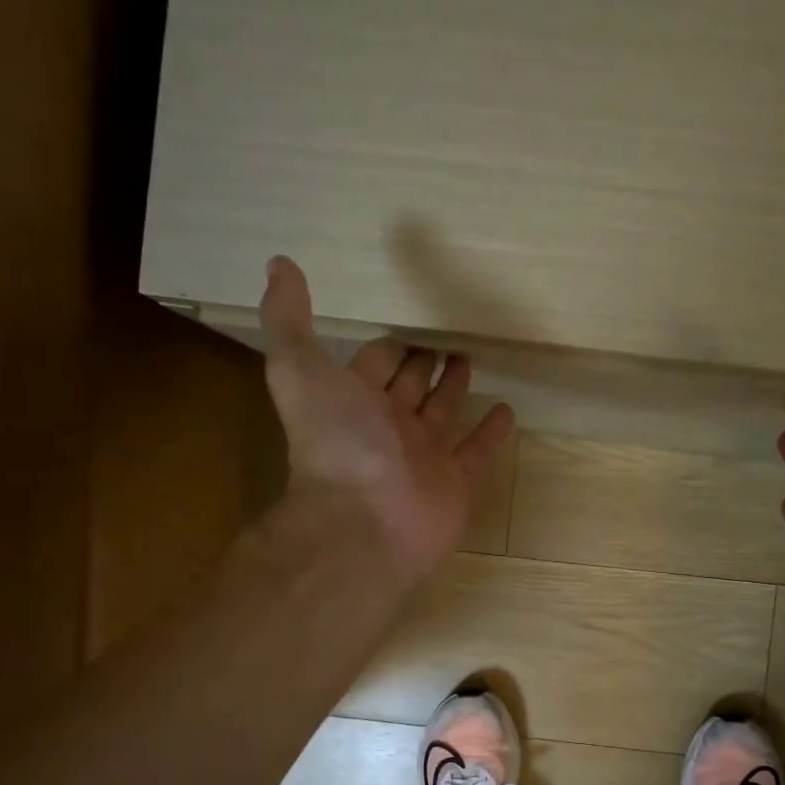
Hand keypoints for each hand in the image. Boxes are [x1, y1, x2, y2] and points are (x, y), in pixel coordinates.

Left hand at [259, 256, 513, 580]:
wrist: (366, 521)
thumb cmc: (337, 443)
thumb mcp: (300, 370)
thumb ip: (288, 320)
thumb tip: (278, 263)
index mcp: (353, 401)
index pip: (374, 363)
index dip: (388, 345)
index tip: (408, 323)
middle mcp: (387, 427)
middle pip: (409, 387)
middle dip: (424, 363)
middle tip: (447, 338)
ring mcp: (423, 457)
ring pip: (443, 414)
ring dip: (455, 388)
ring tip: (472, 359)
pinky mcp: (455, 482)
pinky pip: (476, 452)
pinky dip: (491, 433)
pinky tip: (507, 409)